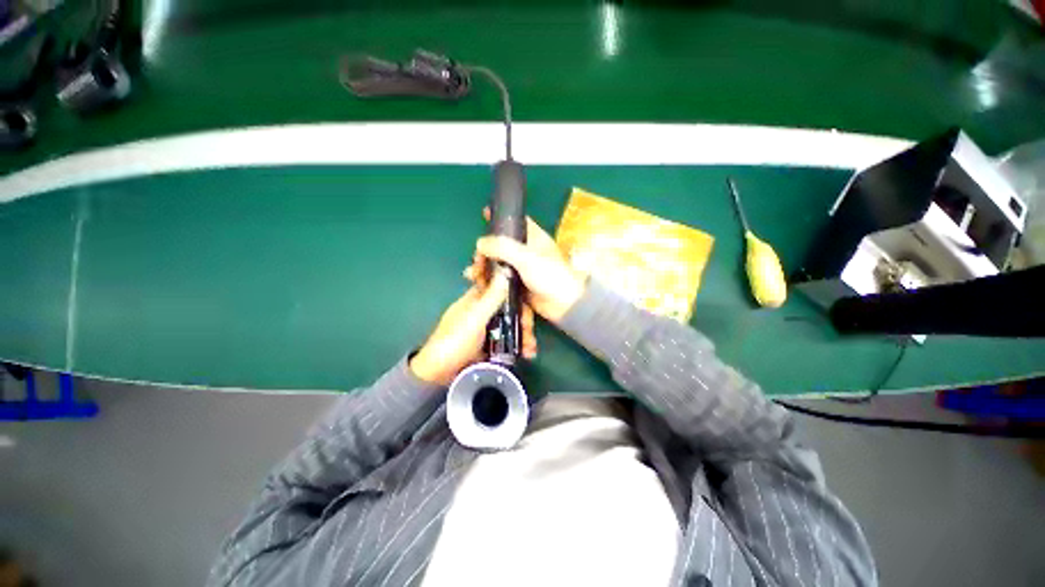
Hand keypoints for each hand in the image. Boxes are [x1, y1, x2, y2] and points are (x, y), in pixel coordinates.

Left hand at [410, 272, 537, 386]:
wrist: (439, 374)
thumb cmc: (454, 341)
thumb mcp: (475, 318)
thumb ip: (491, 297)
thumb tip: (506, 270)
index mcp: (477, 298)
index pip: (502, 287)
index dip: (517, 293)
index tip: (529, 304)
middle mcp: (484, 310)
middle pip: (510, 308)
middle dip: (523, 321)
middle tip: (530, 334)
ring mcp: (487, 327)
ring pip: (511, 324)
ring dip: (523, 335)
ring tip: (530, 349)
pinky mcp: (490, 343)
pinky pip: (508, 339)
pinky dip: (518, 345)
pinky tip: (526, 353)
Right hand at [470, 210, 585, 323]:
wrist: (563, 305)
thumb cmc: (549, 275)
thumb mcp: (527, 257)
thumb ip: (503, 247)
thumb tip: (480, 243)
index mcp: (533, 237)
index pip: (515, 221)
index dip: (500, 217)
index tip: (484, 214)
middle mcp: (525, 250)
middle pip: (500, 244)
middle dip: (485, 250)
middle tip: (477, 260)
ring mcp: (520, 268)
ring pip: (497, 262)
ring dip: (483, 266)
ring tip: (474, 274)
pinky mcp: (516, 283)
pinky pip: (498, 278)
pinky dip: (487, 279)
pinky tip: (477, 282)